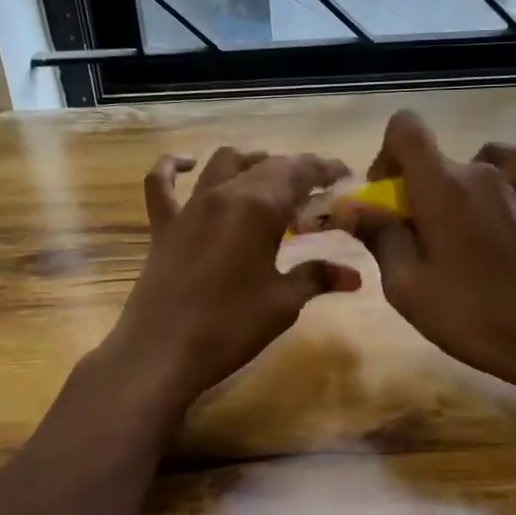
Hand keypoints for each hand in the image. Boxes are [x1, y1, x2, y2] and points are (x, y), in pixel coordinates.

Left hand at [103, 147, 358, 413]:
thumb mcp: (283, 303)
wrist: (162, 352)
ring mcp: (190, 207)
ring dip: (251, 162)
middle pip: (266, 165)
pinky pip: (161, 183)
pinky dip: (173, 167)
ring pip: (223, 163)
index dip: (325, 168)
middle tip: (317, 191)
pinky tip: (186, 164)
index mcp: (259, 207)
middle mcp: (224, 194)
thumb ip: (317, 278)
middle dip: (296, 170)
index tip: (345, 175)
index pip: (300, 171)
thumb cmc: (230, 326)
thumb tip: (354, 276)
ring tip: (270, 176)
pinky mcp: (163, 226)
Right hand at [331, 111, 515, 401]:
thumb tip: (350, 206)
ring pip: (455, 169)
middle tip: (402, 239)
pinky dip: (475, 187)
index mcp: (441, 185)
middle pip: (427, 155)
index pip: (406, 127)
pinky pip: (495, 174)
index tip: (382, 199)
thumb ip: (378, 236)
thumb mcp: (407, 285)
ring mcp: (505, 187)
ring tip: (437, 240)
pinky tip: (472, 219)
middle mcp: (475, 172)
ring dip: (436, 194)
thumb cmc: (470, 314)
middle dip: (405, 187)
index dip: (385, 155)